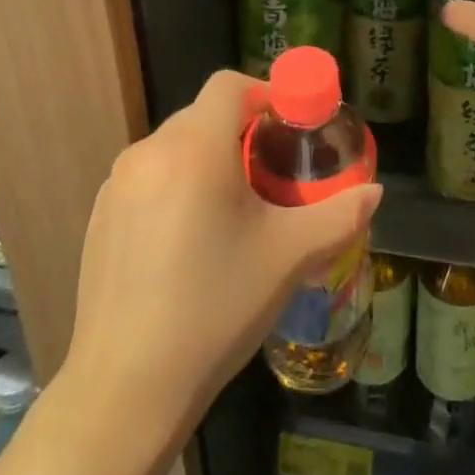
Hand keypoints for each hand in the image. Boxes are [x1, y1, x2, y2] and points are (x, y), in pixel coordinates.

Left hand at [62, 70, 381, 444]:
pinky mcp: (100, 216)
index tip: (289, 127)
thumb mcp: (288, 257)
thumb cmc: (215, 307)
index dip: (264, 93)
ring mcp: (117, 184)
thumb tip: (374, 191)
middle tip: (270, 175)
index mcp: (195, 148)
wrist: (126, 388)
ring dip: (207, 160)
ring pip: (174, 147)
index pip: (229, 85)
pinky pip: (148, 178)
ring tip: (232, 212)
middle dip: (240, 132)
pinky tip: (187, 242)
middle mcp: (149, 151)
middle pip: (203, 115)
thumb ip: (338, 215)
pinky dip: (174, 186)